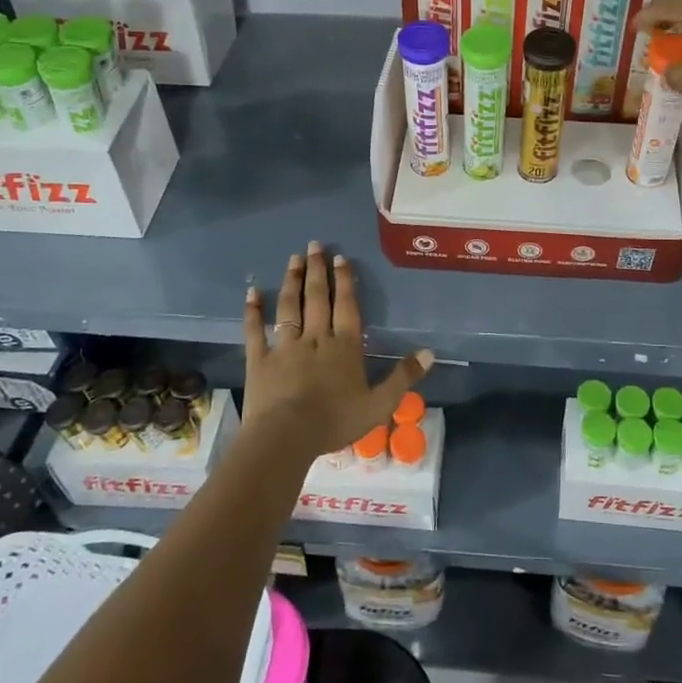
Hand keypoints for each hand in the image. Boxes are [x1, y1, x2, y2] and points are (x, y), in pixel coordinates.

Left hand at [241, 241, 433, 458]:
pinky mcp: (260, 359)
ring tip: (293, 259)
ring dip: (291, 281)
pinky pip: (256, 330)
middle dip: (317, 270)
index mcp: (344, 347)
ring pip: (289, 307)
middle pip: (316, 298)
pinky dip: (253, 310)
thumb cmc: (335, 421)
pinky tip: (252, 292)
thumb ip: (403, 377)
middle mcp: (315, 338)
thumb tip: (429, 352)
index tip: (340, 258)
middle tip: (314, 245)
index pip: (346, 306)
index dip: (344, 281)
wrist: (286, 437)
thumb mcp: (379, 405)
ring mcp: (285, 346)